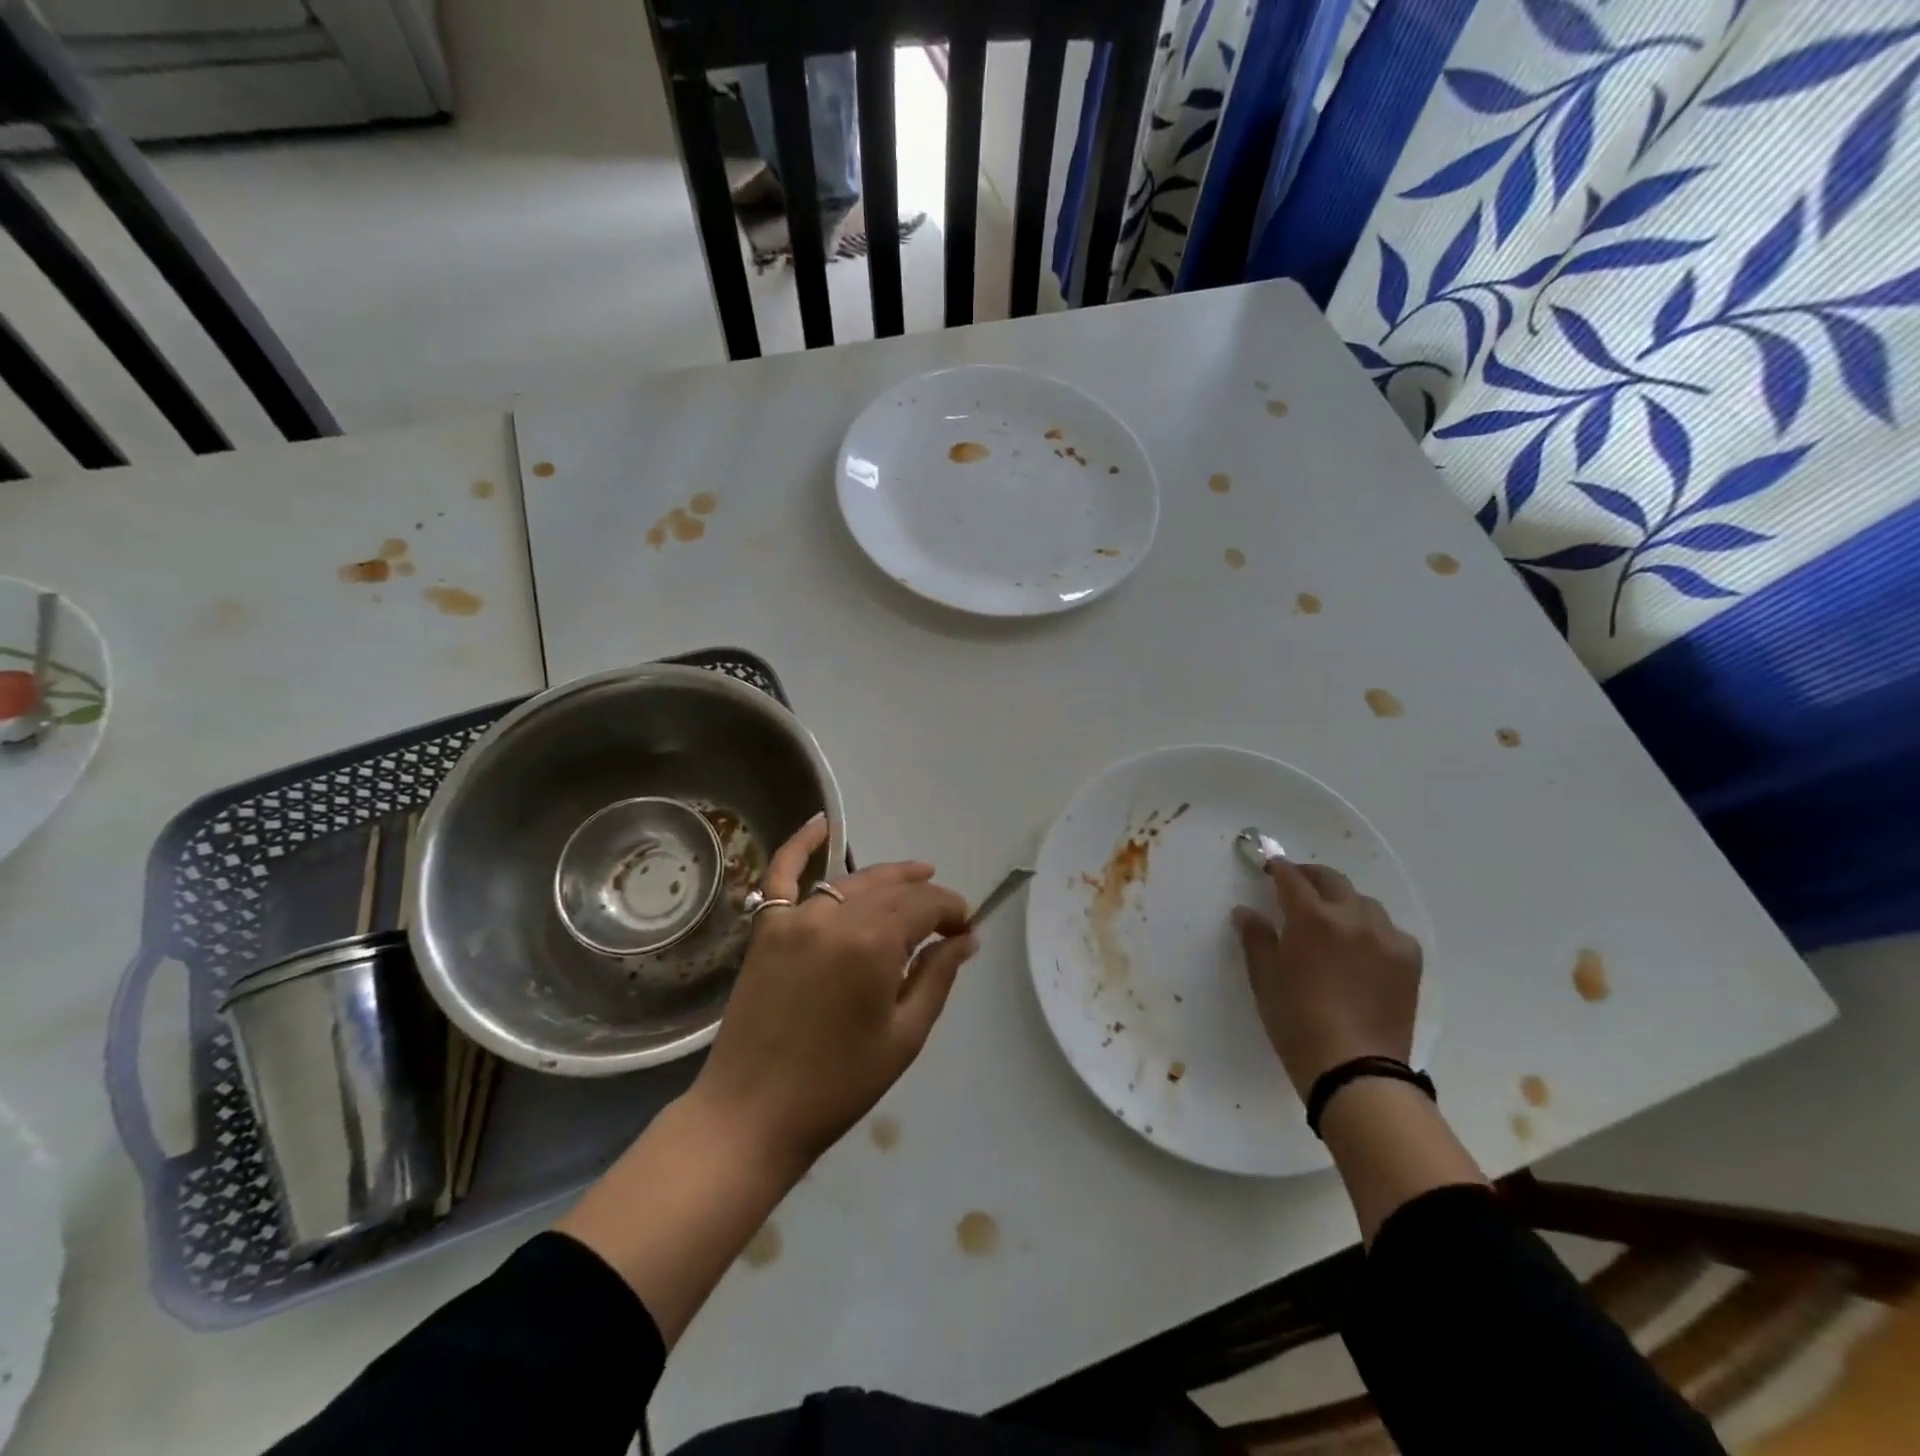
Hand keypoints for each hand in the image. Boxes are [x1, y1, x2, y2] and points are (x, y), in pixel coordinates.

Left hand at [691, 813, 978, 1170]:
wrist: (752, 1115)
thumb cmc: (838, 1085)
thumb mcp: (904, 1036)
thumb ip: (937, 977)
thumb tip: (965, 939)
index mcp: (873, 944)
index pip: (926, 905)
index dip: (953, 911)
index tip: (966, 929)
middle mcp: (834, 917)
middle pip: (892, 889)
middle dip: (926, 896)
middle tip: (947, 916)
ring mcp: (794, 918)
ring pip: (851, 881)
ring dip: (887, 877)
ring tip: (916, 874)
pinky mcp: (766, 929)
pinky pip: (782, 875)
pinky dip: (801, 846)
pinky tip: (820, 824)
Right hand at [1232, 859, 1422, 1100]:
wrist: (1355, 1069)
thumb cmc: (1297, 1021)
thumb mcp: (1265, 978)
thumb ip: (1256, 938)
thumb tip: (1246, 912)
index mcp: (1312, 918)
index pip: (1292, 878)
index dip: (1278, 868)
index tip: (1269, 866)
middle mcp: (1352, 917)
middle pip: (1332, 880)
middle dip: (1311, 876)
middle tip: (1297, 883)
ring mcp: (1386, 937)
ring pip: (1364, 903)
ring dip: (1343, 901)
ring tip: (1332, 918)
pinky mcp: (1409, 960)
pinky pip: (1389, 930)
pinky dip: (1371, 929)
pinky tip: (1362, 948)